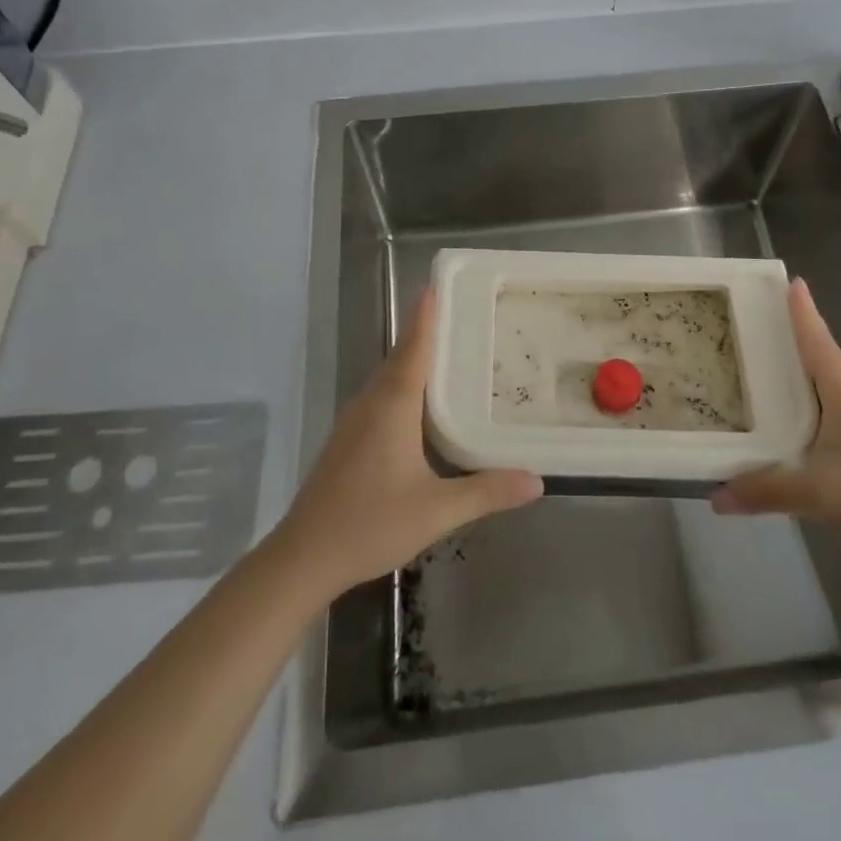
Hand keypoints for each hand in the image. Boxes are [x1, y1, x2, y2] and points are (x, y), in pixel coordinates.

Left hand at [275, 289, 542, 597]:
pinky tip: (417, 404)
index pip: (414, 346)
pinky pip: (379, 395)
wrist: (303, 556)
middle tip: (459, 315)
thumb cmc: (371, 524)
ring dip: (412, 358)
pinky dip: (401, 384)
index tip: (436, 284)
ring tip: (446, 352)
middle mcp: (371, 401)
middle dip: (425, 331)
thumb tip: (537, 481)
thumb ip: (487, 492)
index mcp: (393, 405)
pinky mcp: (345, 439)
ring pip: (387, 377)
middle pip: (400, 356)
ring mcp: (353, 420)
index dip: (425, 315)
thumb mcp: (437, 511)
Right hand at [712, 278, 840, 583]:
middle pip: (816, 358)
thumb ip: (765, 490)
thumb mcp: (819, 494)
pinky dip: (800, 412)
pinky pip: (824, 419)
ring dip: (793, 378)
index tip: (790, 279)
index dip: (802, 311)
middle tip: (750, 322)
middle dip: (787, 339)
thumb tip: (714, 496)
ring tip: (756, 369)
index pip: (818, 340)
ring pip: (820, 391)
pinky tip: (782, 426)